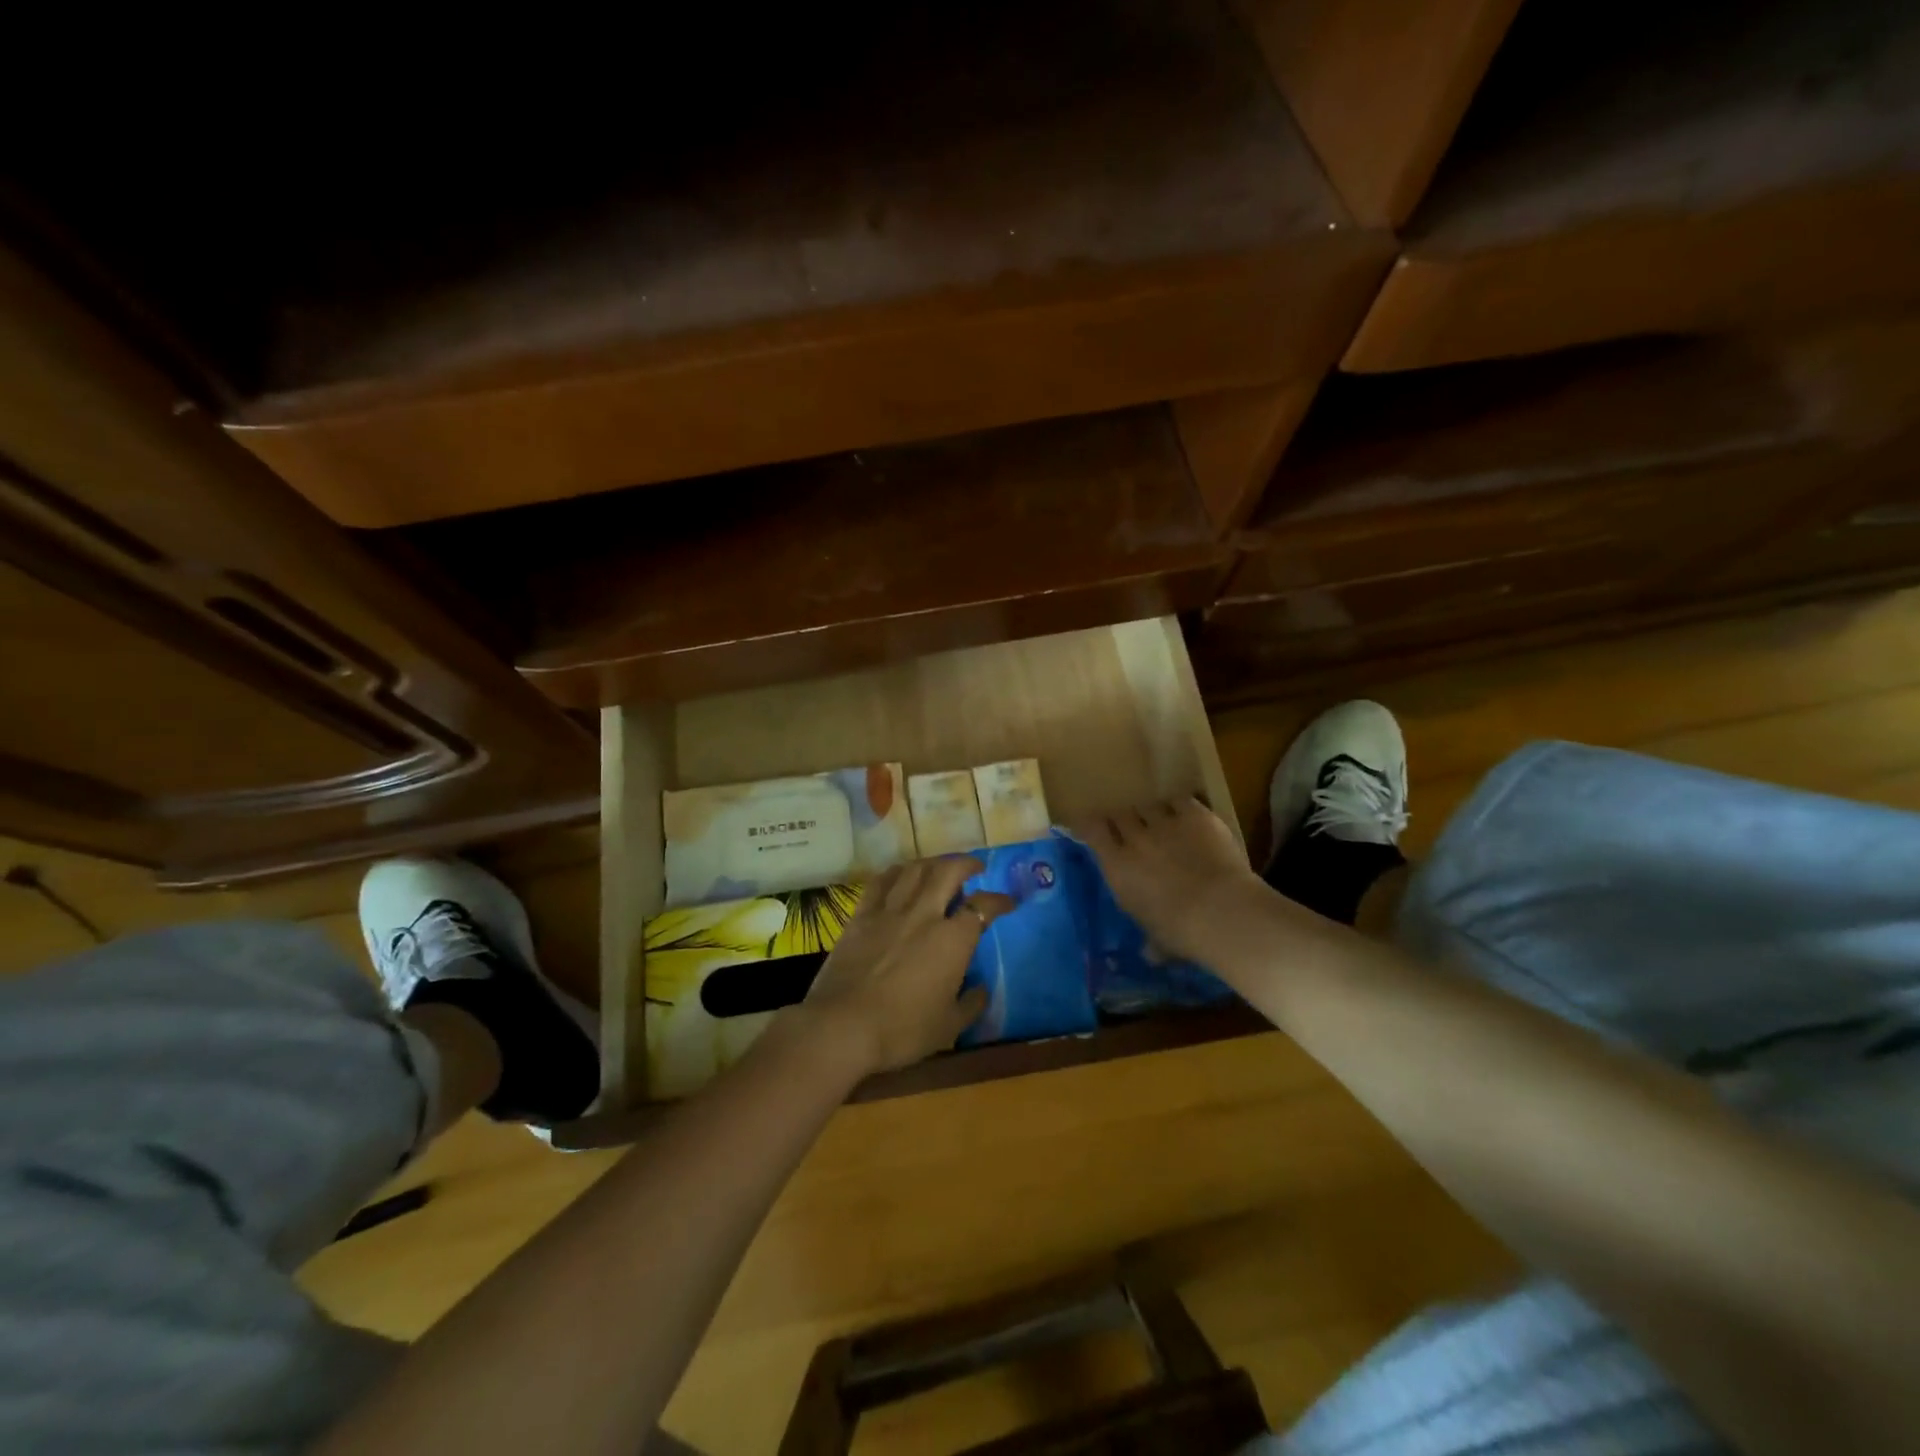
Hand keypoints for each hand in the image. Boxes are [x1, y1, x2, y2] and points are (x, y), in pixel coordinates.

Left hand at [795, 857, 1013, 1075]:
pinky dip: (896, 872)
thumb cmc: (902, 1030)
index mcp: (952, 939)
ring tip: (939, 867)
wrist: (843, 1026)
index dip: (999, 901)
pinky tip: (900, 875)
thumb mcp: (948, 1026)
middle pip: (948, 871)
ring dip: (932, 862)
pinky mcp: (861, 916)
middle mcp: (924, 914)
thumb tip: (981, 990)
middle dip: (966, 863)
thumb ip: (970, 1004)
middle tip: (975, 868)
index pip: (983, 907)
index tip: (1007, 902)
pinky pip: (880, 882)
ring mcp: (890, 911)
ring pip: (914, 870)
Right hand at [1064, 798, 1263, 962]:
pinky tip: (1187, 816)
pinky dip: (1180, 807)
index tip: (1093, 827)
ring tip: (1162, 823)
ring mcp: (1165, 823)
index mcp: (1117, 867)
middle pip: (1120, 814)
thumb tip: (1150, 954)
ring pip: (1148, 806)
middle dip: (1124, 820)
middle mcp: (1135, 839)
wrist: (1222, 912)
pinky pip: (1179, 800)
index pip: (1092, 831)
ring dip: (1152, 814)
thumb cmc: (1181, 933)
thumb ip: (1150, 942)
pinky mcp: (1195, 815)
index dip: (1091, 825)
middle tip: (1133, 830)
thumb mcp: (1157, 940)